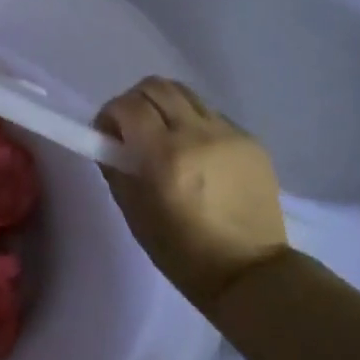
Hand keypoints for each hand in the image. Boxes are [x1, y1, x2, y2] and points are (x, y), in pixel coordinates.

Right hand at [98, 78, 289, 314]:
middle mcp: (197, 133)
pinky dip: (194, 122)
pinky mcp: (250, 139)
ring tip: (164, 134)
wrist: (251, 273)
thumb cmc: (183, 252)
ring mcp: (228, 133)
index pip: (127, 105)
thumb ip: (116, 168)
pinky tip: (197, 152)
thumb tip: (108, 141)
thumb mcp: (134, 214)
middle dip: (135, 101)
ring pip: (185, 93)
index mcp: (164, 155)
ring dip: (165, 105)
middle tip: (133, 129)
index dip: (110, 114)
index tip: (108, 134)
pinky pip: (211, 113)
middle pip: (156, 86)